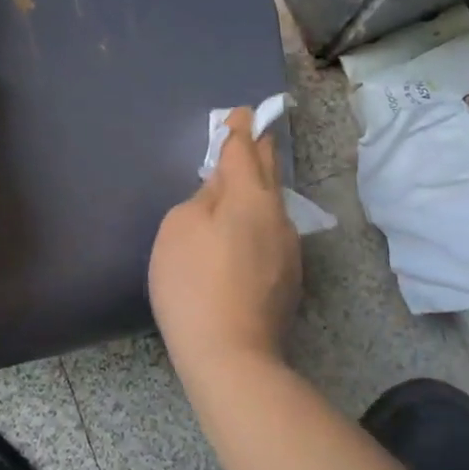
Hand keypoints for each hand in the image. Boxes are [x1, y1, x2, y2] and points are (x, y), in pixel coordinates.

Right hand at [148, 109, 301, 376]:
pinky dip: (258, 219)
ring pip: (273, 203)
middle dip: (258, 149)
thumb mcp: (179, 228)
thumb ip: (202, 198)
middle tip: (250, 134)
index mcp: (250, 196)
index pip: (245, 149)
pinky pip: (272, 231)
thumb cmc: (193, 284)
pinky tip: (243, 233)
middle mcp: (277, 215)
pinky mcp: (289, 277)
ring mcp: (288, 248)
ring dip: (259, 186)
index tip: (241, 113)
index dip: (239, 128)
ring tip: (241, 183)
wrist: (232, 356)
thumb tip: (221, 192)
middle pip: (269, 170)